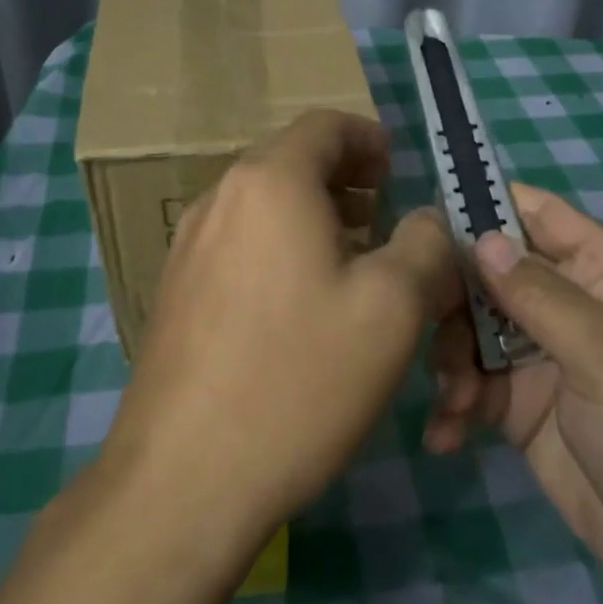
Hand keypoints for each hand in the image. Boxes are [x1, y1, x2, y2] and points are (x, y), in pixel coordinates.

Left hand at [104, 110, 462, 541]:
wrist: (184, 478)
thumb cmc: (300, 379)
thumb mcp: (393, 307)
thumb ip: (426, 244)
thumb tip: (428, 220)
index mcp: (270, 182)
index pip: (325, 125)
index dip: (370, 139)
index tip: (399, 173)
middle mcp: (219, 199)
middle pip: (291, 162)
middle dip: (346, 181)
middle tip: (385, 220)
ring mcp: (187, 246)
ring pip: (264, 206)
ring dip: (313, 216)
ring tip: (352, 261)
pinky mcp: (175, 291)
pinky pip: (239, 244)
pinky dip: (279, 248)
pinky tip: (301, 305)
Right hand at [422, 183, 602, 599]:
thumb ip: (541, 296)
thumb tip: (481, 237)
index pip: (539, 215)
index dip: (488, 205)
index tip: (429, 219)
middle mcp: (568, 305)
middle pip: (490, 271)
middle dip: (454, 297)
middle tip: (423, 324)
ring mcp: (540, 354)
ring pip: (471, 327)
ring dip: (450, 359)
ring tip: (454, 400)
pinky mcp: (518, 402)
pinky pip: (470, 383)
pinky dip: (453, 403)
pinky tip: (446, 435)